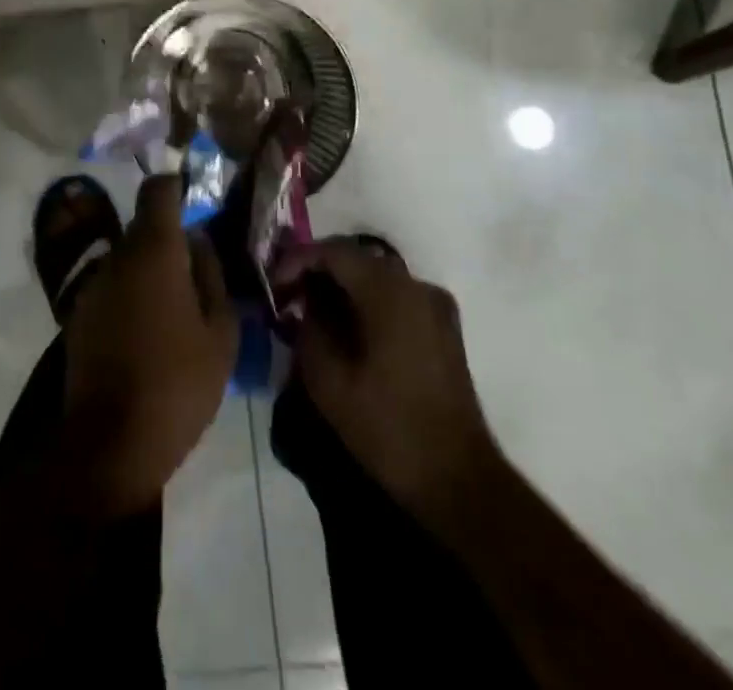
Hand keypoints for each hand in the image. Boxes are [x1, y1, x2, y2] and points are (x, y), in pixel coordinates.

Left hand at [59, 172, 237, 518]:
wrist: (110, 443)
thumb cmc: (177, 383)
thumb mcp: (221, 332)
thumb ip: (212, 275)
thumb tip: (199, 242)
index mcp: (154, 250)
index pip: (157, 190)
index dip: (176, 187)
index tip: (196, 202)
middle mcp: (117, 256)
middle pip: (144, 226)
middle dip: (170, 239)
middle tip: (198, 270)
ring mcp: (93, 285)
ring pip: (128, 258)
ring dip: (150, 270)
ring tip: (176, 307)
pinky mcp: (78, 314)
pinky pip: (113, 286)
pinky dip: (132, 294)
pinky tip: (149, 330)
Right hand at [286, 240, 501, 522]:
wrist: (459, 481)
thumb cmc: (389, 429)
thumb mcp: (329, 381)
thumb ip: (310, 327)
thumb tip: (306, 302)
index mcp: (389, 291)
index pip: (332, 251)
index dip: (296, 261)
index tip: (273, 287)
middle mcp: (416, 285)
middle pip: (355, 258)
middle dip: (316, 272)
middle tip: (286, 298)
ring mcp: (435, 305)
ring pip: (375, 277)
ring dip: (340, 288)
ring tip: (310, 314)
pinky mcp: (443, 328)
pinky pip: (394, 297)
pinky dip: (365, 302)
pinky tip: (346, 330)